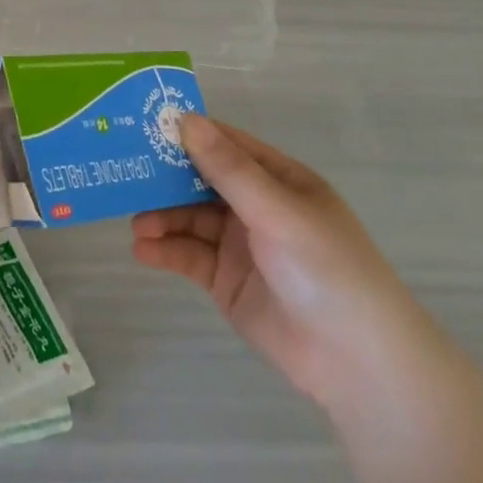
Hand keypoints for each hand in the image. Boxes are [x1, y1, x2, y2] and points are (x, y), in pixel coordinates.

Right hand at [131, 115, 430, 406]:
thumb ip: (228, 169)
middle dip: (165, 177)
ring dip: (162, 217)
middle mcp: (257, 205)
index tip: (144, 124)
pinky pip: (189, 256)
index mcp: (278, 179)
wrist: (357, 363)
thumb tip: (186, 119)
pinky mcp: (226, 281)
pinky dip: (165, 250)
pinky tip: (142, 250)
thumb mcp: (276, 211)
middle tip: (124, 171)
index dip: (188, 133)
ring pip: (189, 218)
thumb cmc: (326, 268)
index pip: (225, 144)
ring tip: (137, 223)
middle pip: (200, 180)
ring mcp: (240, 244)